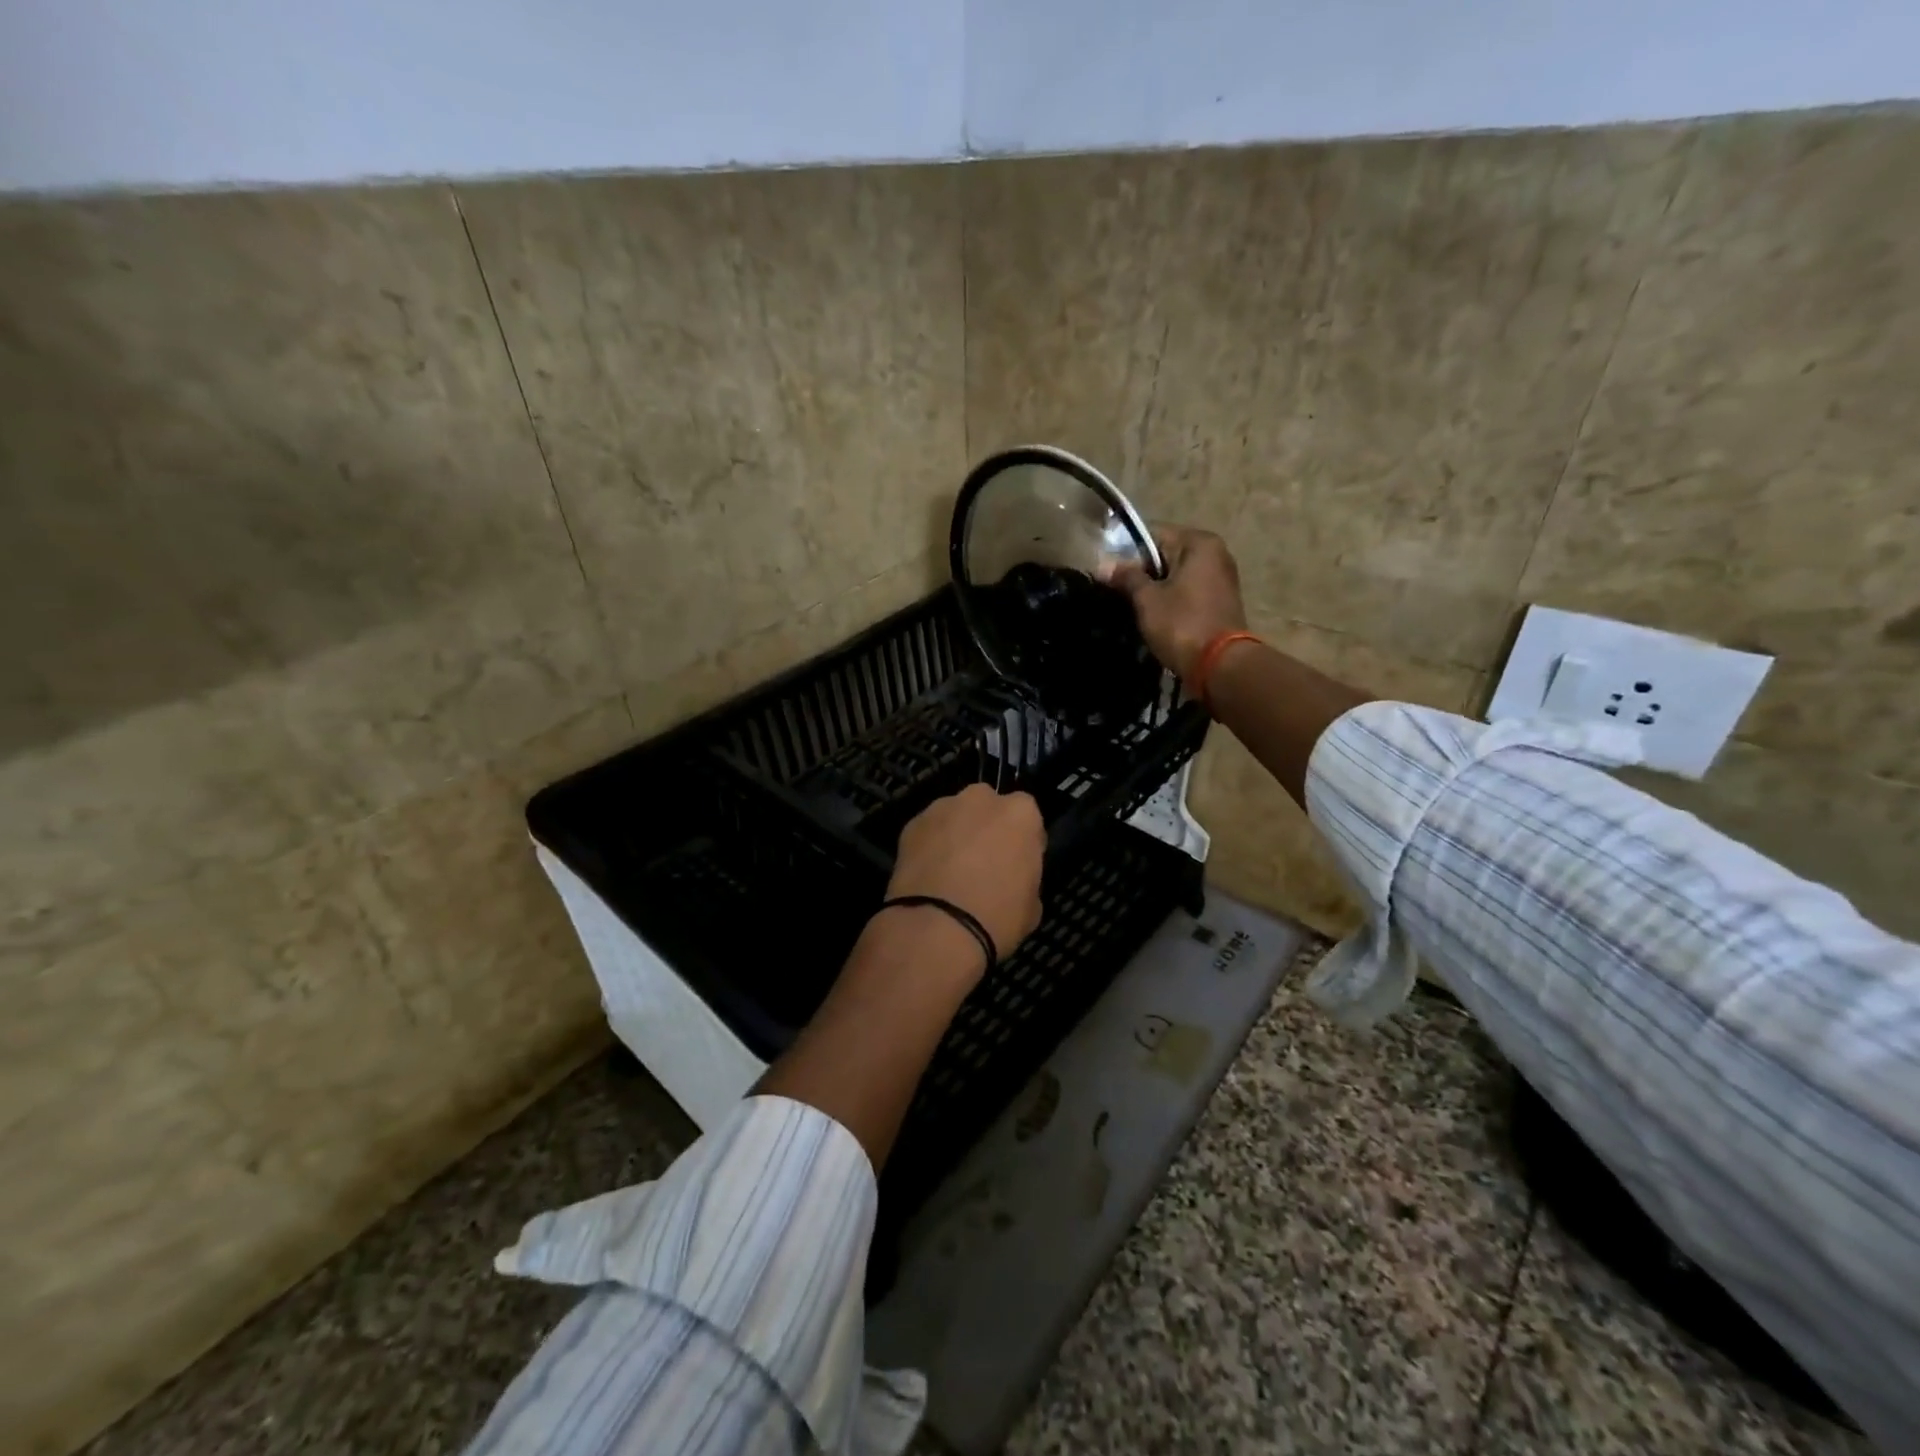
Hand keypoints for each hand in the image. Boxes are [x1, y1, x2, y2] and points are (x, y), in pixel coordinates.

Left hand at [884, 784, 1044, 971]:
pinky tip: (927, 875)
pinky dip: (928, 846)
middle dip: (986, 828)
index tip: (1017, 863)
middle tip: (982, 863)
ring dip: (955, 834)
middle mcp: (982, 799)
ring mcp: (942, 807)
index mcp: (1020, 813)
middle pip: (987, 807)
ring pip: (954, 816)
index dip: (1021, 841)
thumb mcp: (1032, 906)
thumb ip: (1025, 876)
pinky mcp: (911, 823)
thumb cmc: (997, 917)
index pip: (1027, 817)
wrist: (937, 928)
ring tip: (949, 871)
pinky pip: (928, 831)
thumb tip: (1012, 879)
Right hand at [1111, 524, 1248, 679]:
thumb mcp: (1147, 599)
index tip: (1108, 573)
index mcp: (1199, 543)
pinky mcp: (1220, 601)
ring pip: (1176, 575)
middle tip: (1116, 591)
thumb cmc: (1182, 624)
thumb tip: (1103, 565)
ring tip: (1132, 606)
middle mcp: (1215, 553)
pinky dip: (1171, 599)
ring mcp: (1221, 578)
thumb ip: (1126, 577)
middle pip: (1166, 554)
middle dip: (1141, 571)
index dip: (1126, 552)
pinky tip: (1154, 616)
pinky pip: (1187, 591)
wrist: (1219, 666)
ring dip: (1155, 588)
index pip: (1153, 534)